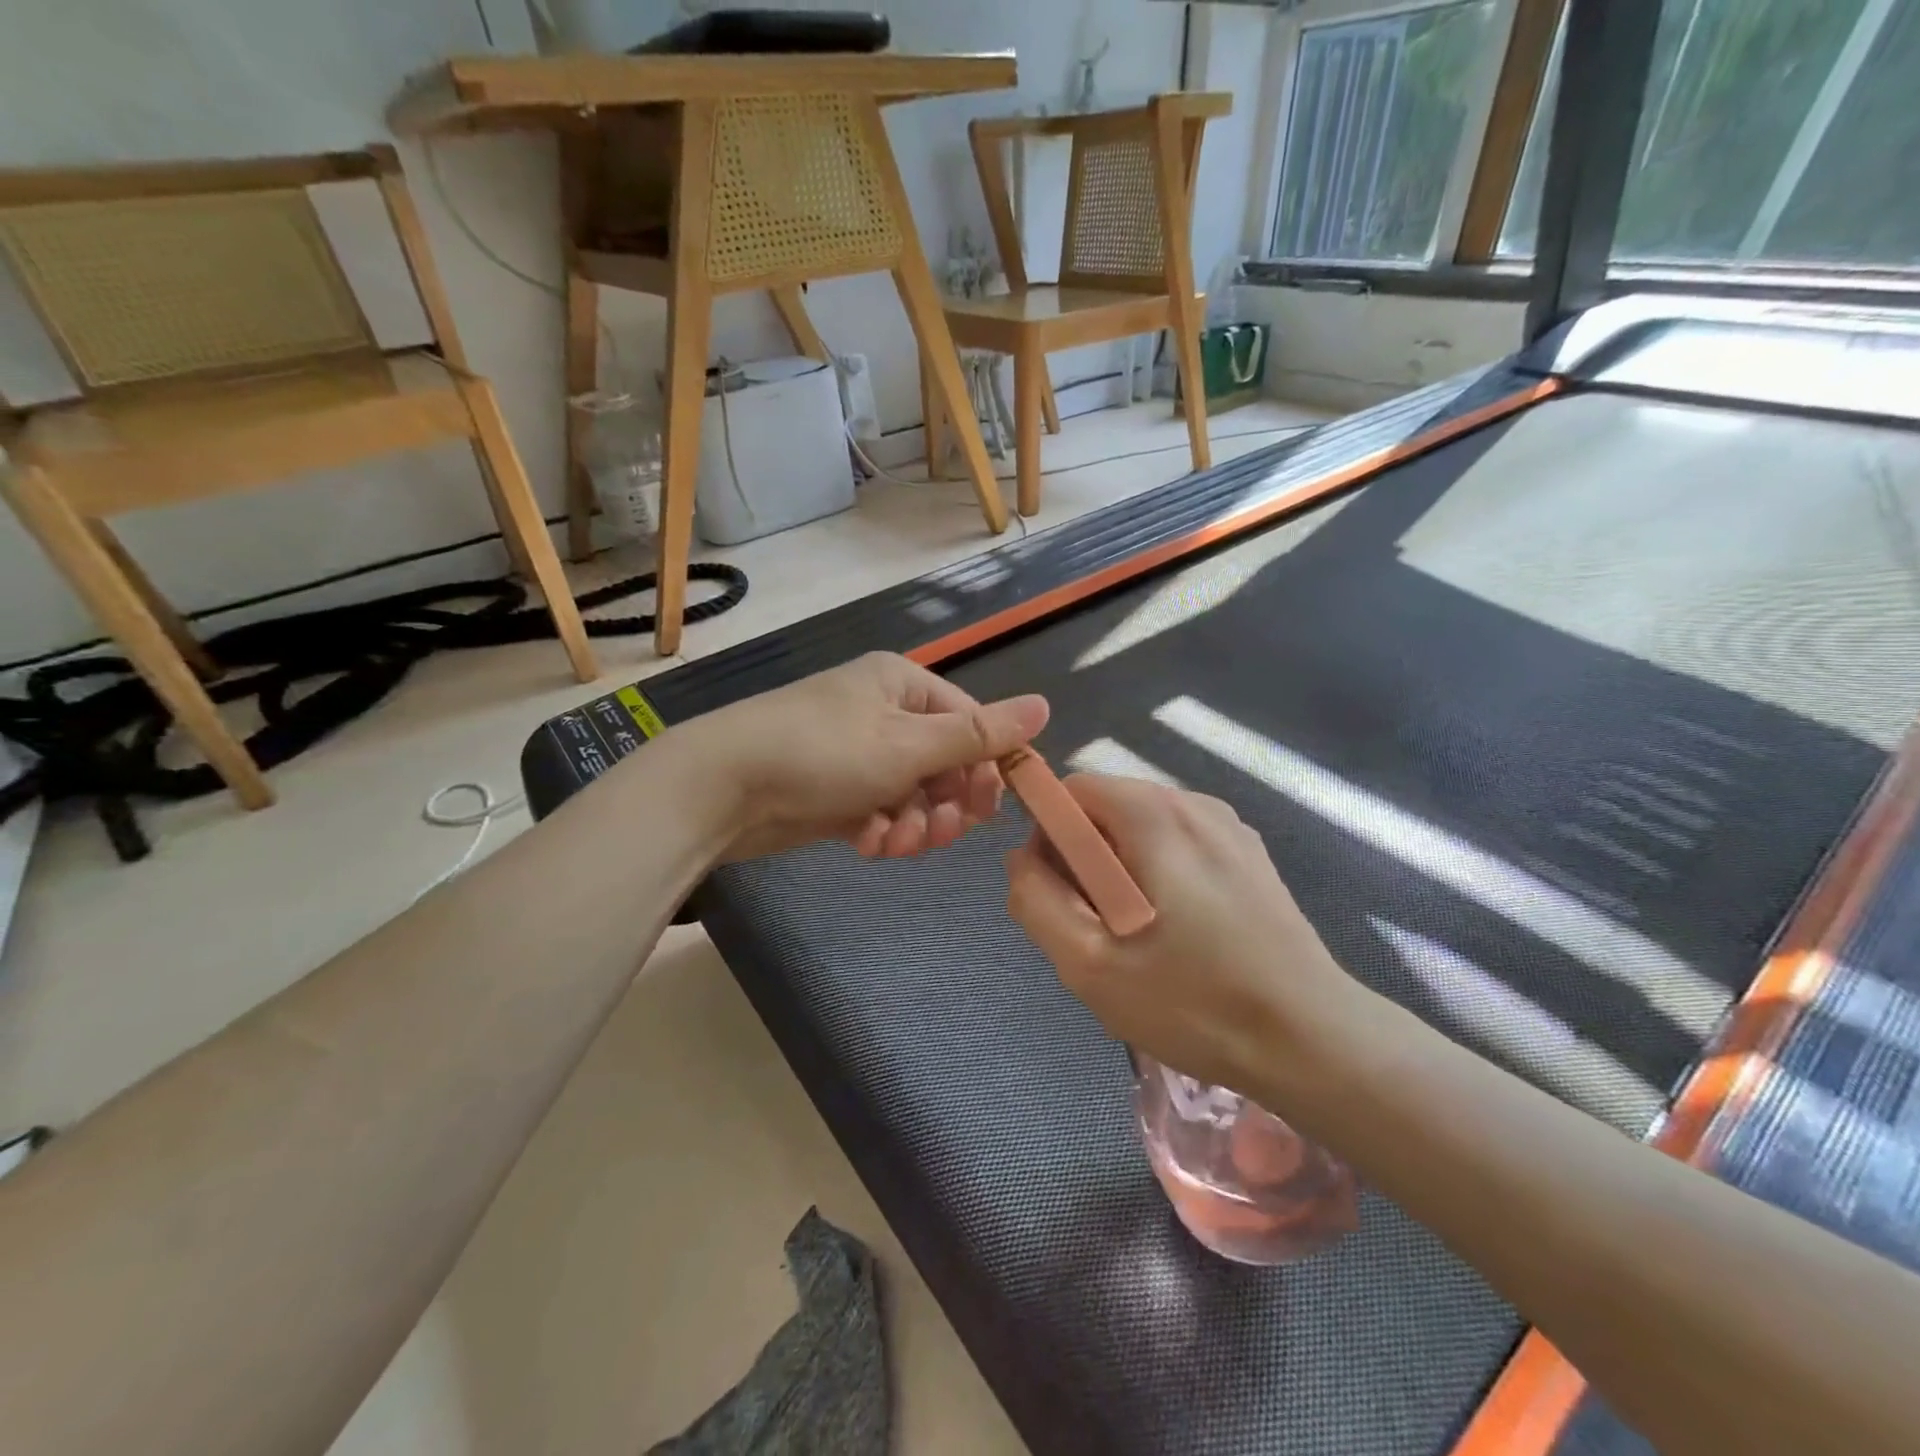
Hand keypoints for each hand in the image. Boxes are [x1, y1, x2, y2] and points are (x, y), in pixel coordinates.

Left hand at [685, 652, 1049, 861]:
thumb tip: (1044, 705)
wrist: (722, 787)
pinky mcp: (836, 791)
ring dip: (913, 824)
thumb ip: (979, 733)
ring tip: (893, 842)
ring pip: (913, 794)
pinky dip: (880, 831)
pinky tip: (866, 843)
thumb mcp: (909, 744)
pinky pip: (880, 811)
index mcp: (904, 685)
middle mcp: (883, 713)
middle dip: (944, 803)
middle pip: (943, 763)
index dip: (986, 767)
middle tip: (938, 832)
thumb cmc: (823, 752)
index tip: (989, 809)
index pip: (970, 722)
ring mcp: (858, 753)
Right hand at [1005, 774, 1358, 1092]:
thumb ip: (1036, 899)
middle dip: (1084, 859)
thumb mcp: (1088, 962)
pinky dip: (1158, 876)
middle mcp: (1193, 802)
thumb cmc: (1193, 1001)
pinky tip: (1179, 935)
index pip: (1071, 791)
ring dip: (1120, 871)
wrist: (1312, 1040)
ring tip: (1139, 938)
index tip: (1061, 896)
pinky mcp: (1249, 855)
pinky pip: (1178, 846)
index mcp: (1153, 814)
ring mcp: (1229, 827)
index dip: (1048, 837)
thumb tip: (1022, 858)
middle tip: (1098, 928)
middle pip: (1106, 808)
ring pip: (1141, 829)